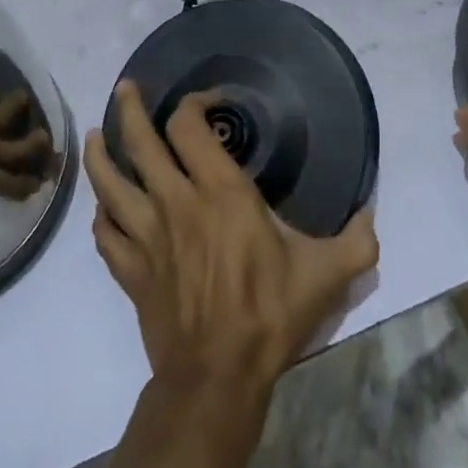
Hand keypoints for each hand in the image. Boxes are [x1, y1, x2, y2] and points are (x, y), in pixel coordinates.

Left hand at [84, 82, 378, 403]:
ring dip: (101, 155)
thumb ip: (357, 240)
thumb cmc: (270, 315)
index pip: (189, 126)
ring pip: (110, 184)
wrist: (217, 378)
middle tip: (126, 89)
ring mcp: (147, 236)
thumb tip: (370, 215)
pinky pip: (105, 235)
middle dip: (130, 110)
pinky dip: (101, 217)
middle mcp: (176, 201)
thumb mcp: (327, 274)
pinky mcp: (131, 271)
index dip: (194, 103)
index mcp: (220, 191)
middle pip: (140, 142)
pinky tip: (104, 210)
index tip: (209, 101)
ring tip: (97, 135)